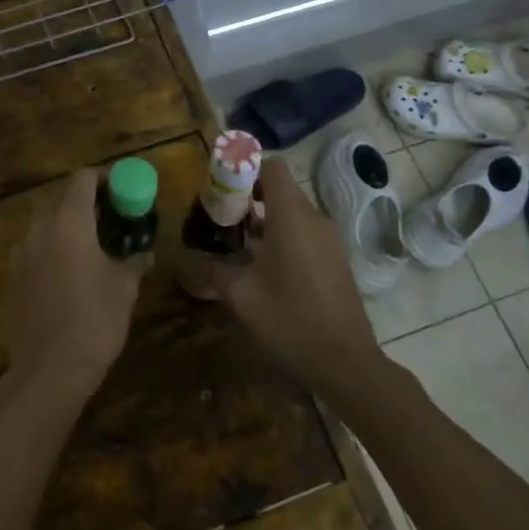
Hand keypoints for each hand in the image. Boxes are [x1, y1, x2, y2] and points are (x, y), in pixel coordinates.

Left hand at [0, 168, 141, 408]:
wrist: (49, 371)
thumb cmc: (94, 322)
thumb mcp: (124, 288)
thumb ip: (134, 261)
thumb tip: (143, 253)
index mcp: (68, 223)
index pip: (82, 179)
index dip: (104, 178)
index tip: (122, 190)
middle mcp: (39, 230)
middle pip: (60, 198)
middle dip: (85, 201)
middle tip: (109, 218)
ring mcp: (20, 254)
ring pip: (44, 223)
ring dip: (66, 225)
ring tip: (90, 246)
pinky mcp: (11, 278)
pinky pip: (33, 249)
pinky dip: (51, 248)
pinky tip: (67, 274)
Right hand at [193, 159, 381, 401]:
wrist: (345, 363)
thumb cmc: (289, 320)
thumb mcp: (240, 294)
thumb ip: (210, 267)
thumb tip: (184, 255)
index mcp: (291, 216)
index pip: (272, 166)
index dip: (246, 168)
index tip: (222, 188)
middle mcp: (314, 219)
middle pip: (280, 188)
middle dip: (249, 195)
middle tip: (221, 217)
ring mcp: (329, 239)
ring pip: (293, 212)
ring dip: (265, 218)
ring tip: (237, 242)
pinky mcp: (335, 259)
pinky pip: (305, 231)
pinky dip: (283, 235)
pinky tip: (263, 265)